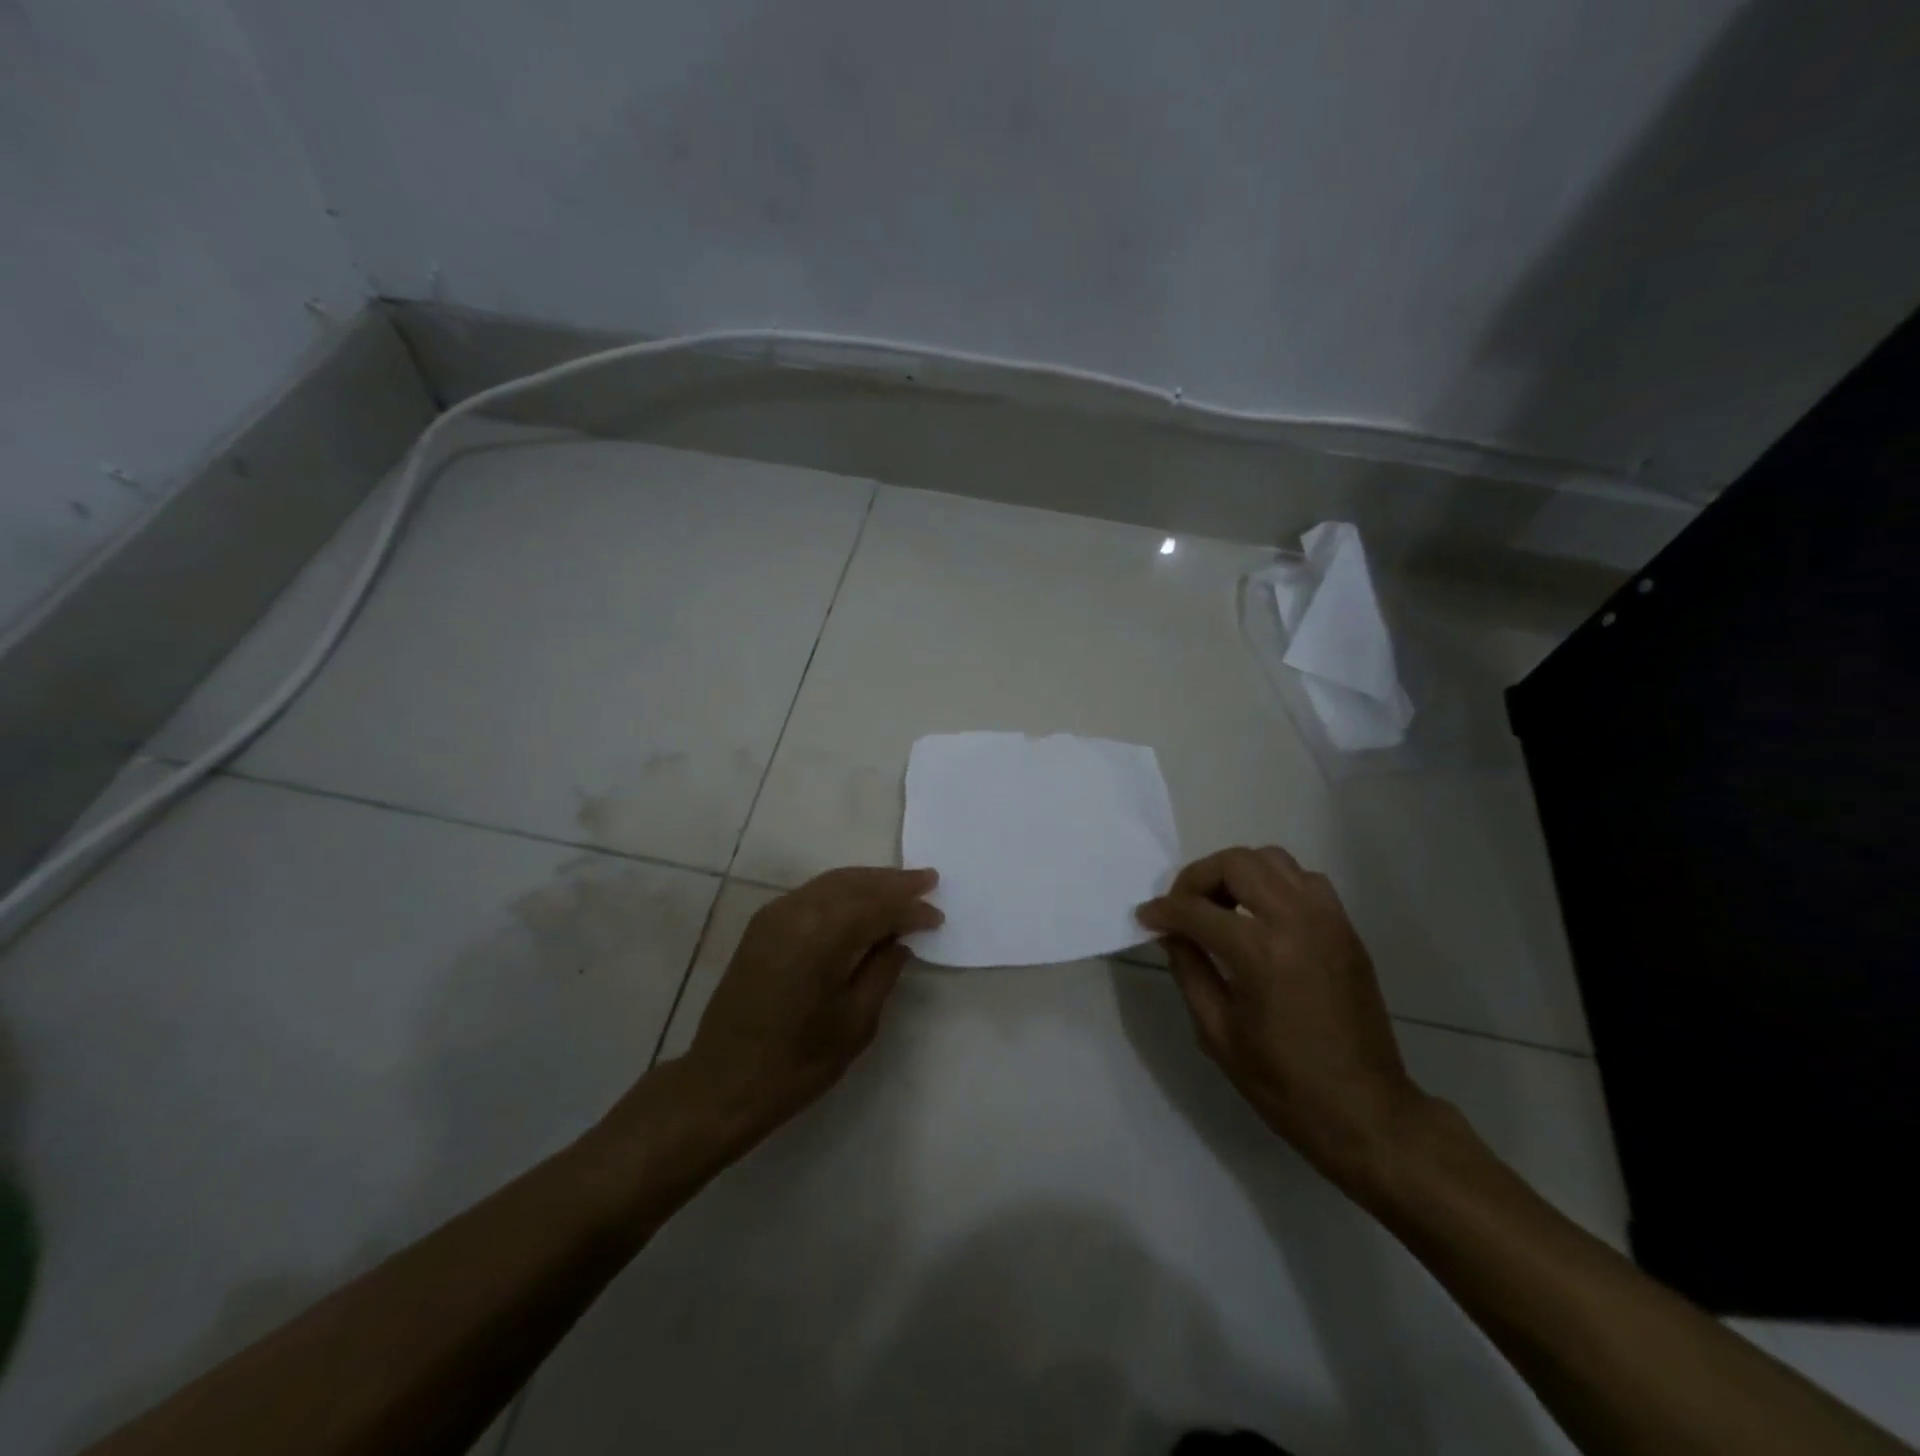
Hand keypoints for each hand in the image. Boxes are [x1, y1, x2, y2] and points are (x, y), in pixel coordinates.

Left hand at [679, 867, 941, 1137]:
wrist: (723, 1083)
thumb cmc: (797, 1062)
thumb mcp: (855, 1022)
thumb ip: (882, 972)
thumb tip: (899, 940)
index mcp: (822, 936)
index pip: (878, 908)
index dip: (911, 910)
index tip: (938, 917)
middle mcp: (797, 912)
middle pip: (855, 884)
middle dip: (893, 882)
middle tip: (928, 879)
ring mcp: (775, 914)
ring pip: (832, 883)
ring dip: (869, 882)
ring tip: (902, 885)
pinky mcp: (763, 925)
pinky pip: (812, 894)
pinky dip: (842, 891)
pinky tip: (861, 902)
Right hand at [1137, 846, 1429, 1195]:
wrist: (1365, 1110)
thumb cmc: (1283, 1081)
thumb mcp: (1217, 1032)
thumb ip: (1189, 970)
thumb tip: (1170, 932)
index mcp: (1260, 953)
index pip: (1197, 910)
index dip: (1163, 910)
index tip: (1146, 917)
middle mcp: (1297, 921)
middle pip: (1237, 863)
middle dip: (1198, 878)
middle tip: (1182, 907)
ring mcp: (1327, 920)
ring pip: (1273, 860)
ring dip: (1237, 872)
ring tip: (1220, 906)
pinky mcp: (1345, 928)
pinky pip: (1304, 879)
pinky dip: (1274, 883)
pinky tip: (1260, 916)